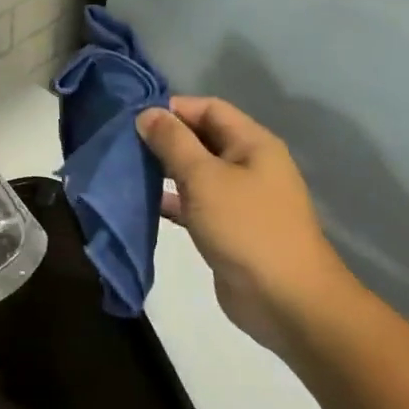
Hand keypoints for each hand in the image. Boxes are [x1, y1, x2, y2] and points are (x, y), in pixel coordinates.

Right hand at [135, 96, 361, 351]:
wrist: (285, 300)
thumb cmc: (246, 227)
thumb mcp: (204, 177)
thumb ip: (173, 142)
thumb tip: (146, 113)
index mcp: (252, 144)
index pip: (209, 108)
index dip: (172, 108)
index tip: (132, 117)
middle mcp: (248, 165)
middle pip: (201, 138)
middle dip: (164, 139)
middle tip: (122, 143)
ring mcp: (238, 199)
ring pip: (195, 173)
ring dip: (163, 170)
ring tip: (125, 169)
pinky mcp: (227, 229)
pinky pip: (194, 204)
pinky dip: (170, 201)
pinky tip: (141, 203)